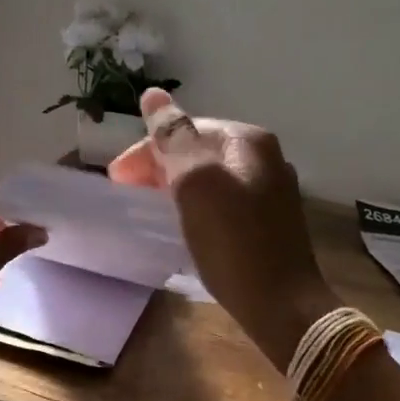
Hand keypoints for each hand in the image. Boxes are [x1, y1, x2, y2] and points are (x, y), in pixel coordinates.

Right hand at [109, 89, 339, 370]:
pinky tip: (184, 223)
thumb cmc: (233, 242)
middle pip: (198, 150)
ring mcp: (270, 189)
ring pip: (209, 176)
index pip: (185, 129)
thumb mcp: (196, 184)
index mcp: (248, 141)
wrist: (282, 305)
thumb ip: (173, 138)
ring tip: (150, 207)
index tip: (117, 180)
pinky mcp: (268, 221)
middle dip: (160, 167)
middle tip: (130, 194)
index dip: (146, 151)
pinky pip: (222, 200)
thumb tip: (153, 95)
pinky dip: (197, 205)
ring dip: (176, 186)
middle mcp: (264, 157)